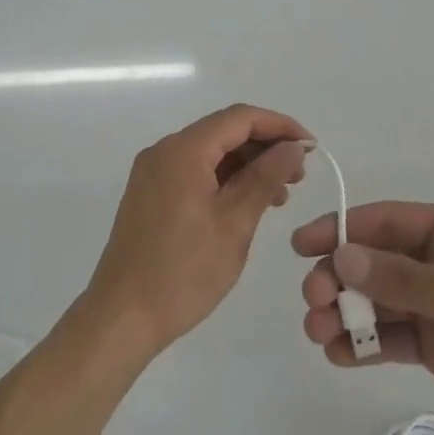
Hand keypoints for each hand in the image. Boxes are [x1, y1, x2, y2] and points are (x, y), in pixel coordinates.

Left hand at [81, 104, 310, 358]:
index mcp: (183, 150)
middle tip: (299, 176)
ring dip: (246, 166)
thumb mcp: (235, 223)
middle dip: (265, 147)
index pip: (239, 118)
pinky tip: (248, 203)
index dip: (279, 125)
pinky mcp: (150, 194)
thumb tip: (293, 147)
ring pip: (210, 153)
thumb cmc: (184, 271)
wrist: (122, 316)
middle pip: (223, 132)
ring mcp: (153, 172)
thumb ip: (265, 178)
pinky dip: (224, 180)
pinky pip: (194, 172)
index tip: (311, 148)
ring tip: (280, 195)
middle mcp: (164, 151)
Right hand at [294, 202, 433, 434]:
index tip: (301, 246)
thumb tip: (341, 257)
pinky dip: (363, 344)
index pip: (384, 222)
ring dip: (345, 313)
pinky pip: (390, 338)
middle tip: (314, 302)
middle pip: (373, 261)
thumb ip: (401, 277)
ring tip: (319, 333)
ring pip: (376, 301)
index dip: (340, 229)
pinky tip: (340, 355)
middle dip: (339, 277)